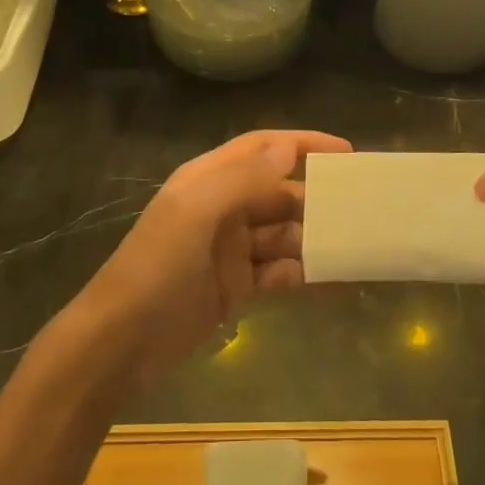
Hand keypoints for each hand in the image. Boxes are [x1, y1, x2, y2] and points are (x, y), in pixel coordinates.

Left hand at [73, 130, 352, 385]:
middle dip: (318, 198)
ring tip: (359, 245)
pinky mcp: (238, 285)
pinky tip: (338, 280)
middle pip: (279, 192)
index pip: (262, 148)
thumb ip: (242, 179)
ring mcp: (231, 248)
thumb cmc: (157, 266)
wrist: (122, 341)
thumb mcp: (195, 213)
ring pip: (285, 234)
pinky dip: (307, 274)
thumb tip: (288, 149)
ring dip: (317, 239)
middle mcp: (223, 208)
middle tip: (363, 209)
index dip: (302, 144)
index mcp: (209, 179)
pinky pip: (281, 272)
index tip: (346, 153)